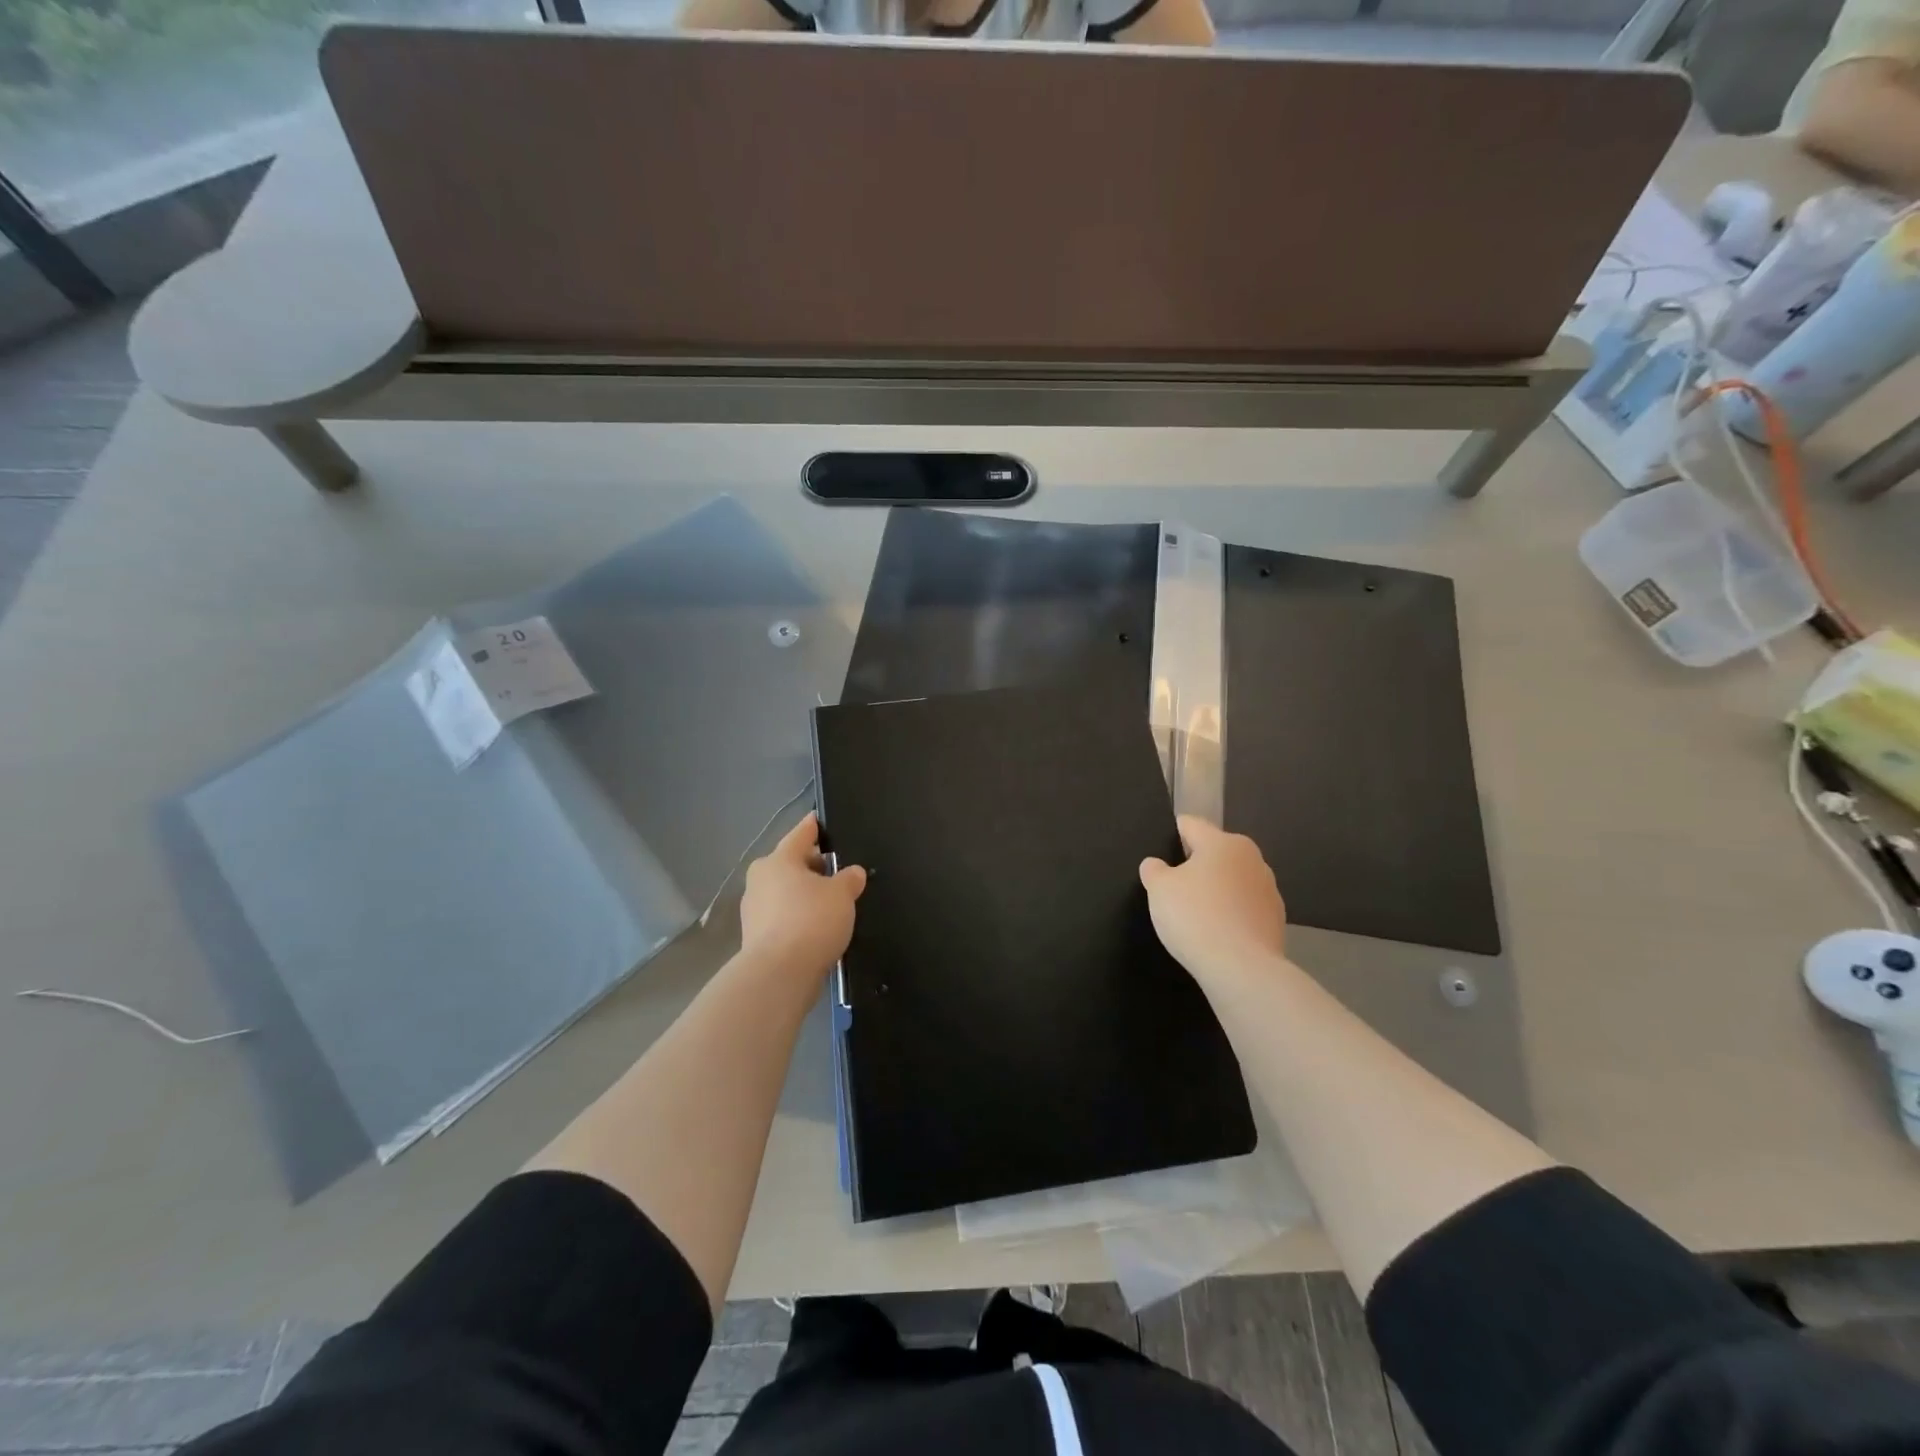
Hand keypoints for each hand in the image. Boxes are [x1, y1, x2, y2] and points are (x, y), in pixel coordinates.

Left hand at [740, 813, 866, 976]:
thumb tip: (852, 873)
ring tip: (832, 903)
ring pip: (786, 892)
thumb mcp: (842, 895)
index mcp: (779, 860)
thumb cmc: (811, 921)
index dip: (815, 827)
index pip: (801, 834)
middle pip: (792, 864)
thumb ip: (849, 879)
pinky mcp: (757, 937)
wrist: (779, 974)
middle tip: (839, 870)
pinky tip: (818, 927)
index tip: (822, 820)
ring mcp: (754, 910)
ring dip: (806, 894)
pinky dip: (799, 917)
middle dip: (814, 866)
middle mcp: (760, 879)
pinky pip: (783, 917)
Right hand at [1139, 816, 1286, 980]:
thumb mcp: (1159, 889)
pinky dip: (1230, 914)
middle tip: (1173, 888)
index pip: (1191, 825)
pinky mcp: (1276, 920)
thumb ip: (1154, 870)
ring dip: (1216, 890)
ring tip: (1195, 915)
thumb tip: (1157, 865)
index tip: (1159, 850)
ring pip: (1232, 881)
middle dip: (1195, 865)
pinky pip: (1244, 908)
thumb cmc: (1195, 916)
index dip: (1172, 833)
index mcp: (1223, 842)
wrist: (1242, 968)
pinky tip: (1216, 933)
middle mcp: (1251, 858)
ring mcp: (1269, 890)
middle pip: (1215, 853)